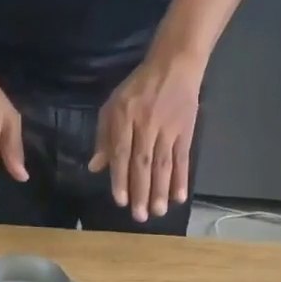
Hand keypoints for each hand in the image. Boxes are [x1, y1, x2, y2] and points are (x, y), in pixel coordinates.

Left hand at [88, 51, 202, 220]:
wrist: (175, 64)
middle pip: (143, 163)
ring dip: (161, 190)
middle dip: (141, 191)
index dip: (121, 178)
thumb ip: (104, 137)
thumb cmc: (139, 88)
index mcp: (124, 118)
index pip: (121, 153)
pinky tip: (179, 197)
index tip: (120, 201)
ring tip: (158, 212)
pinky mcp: (186, 131)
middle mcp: (146, 124)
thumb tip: (95, 167)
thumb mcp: (114, 105)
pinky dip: (182, 179)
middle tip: (140, 217)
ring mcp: (168, 129)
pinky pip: (182, 159)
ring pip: (163, 164)